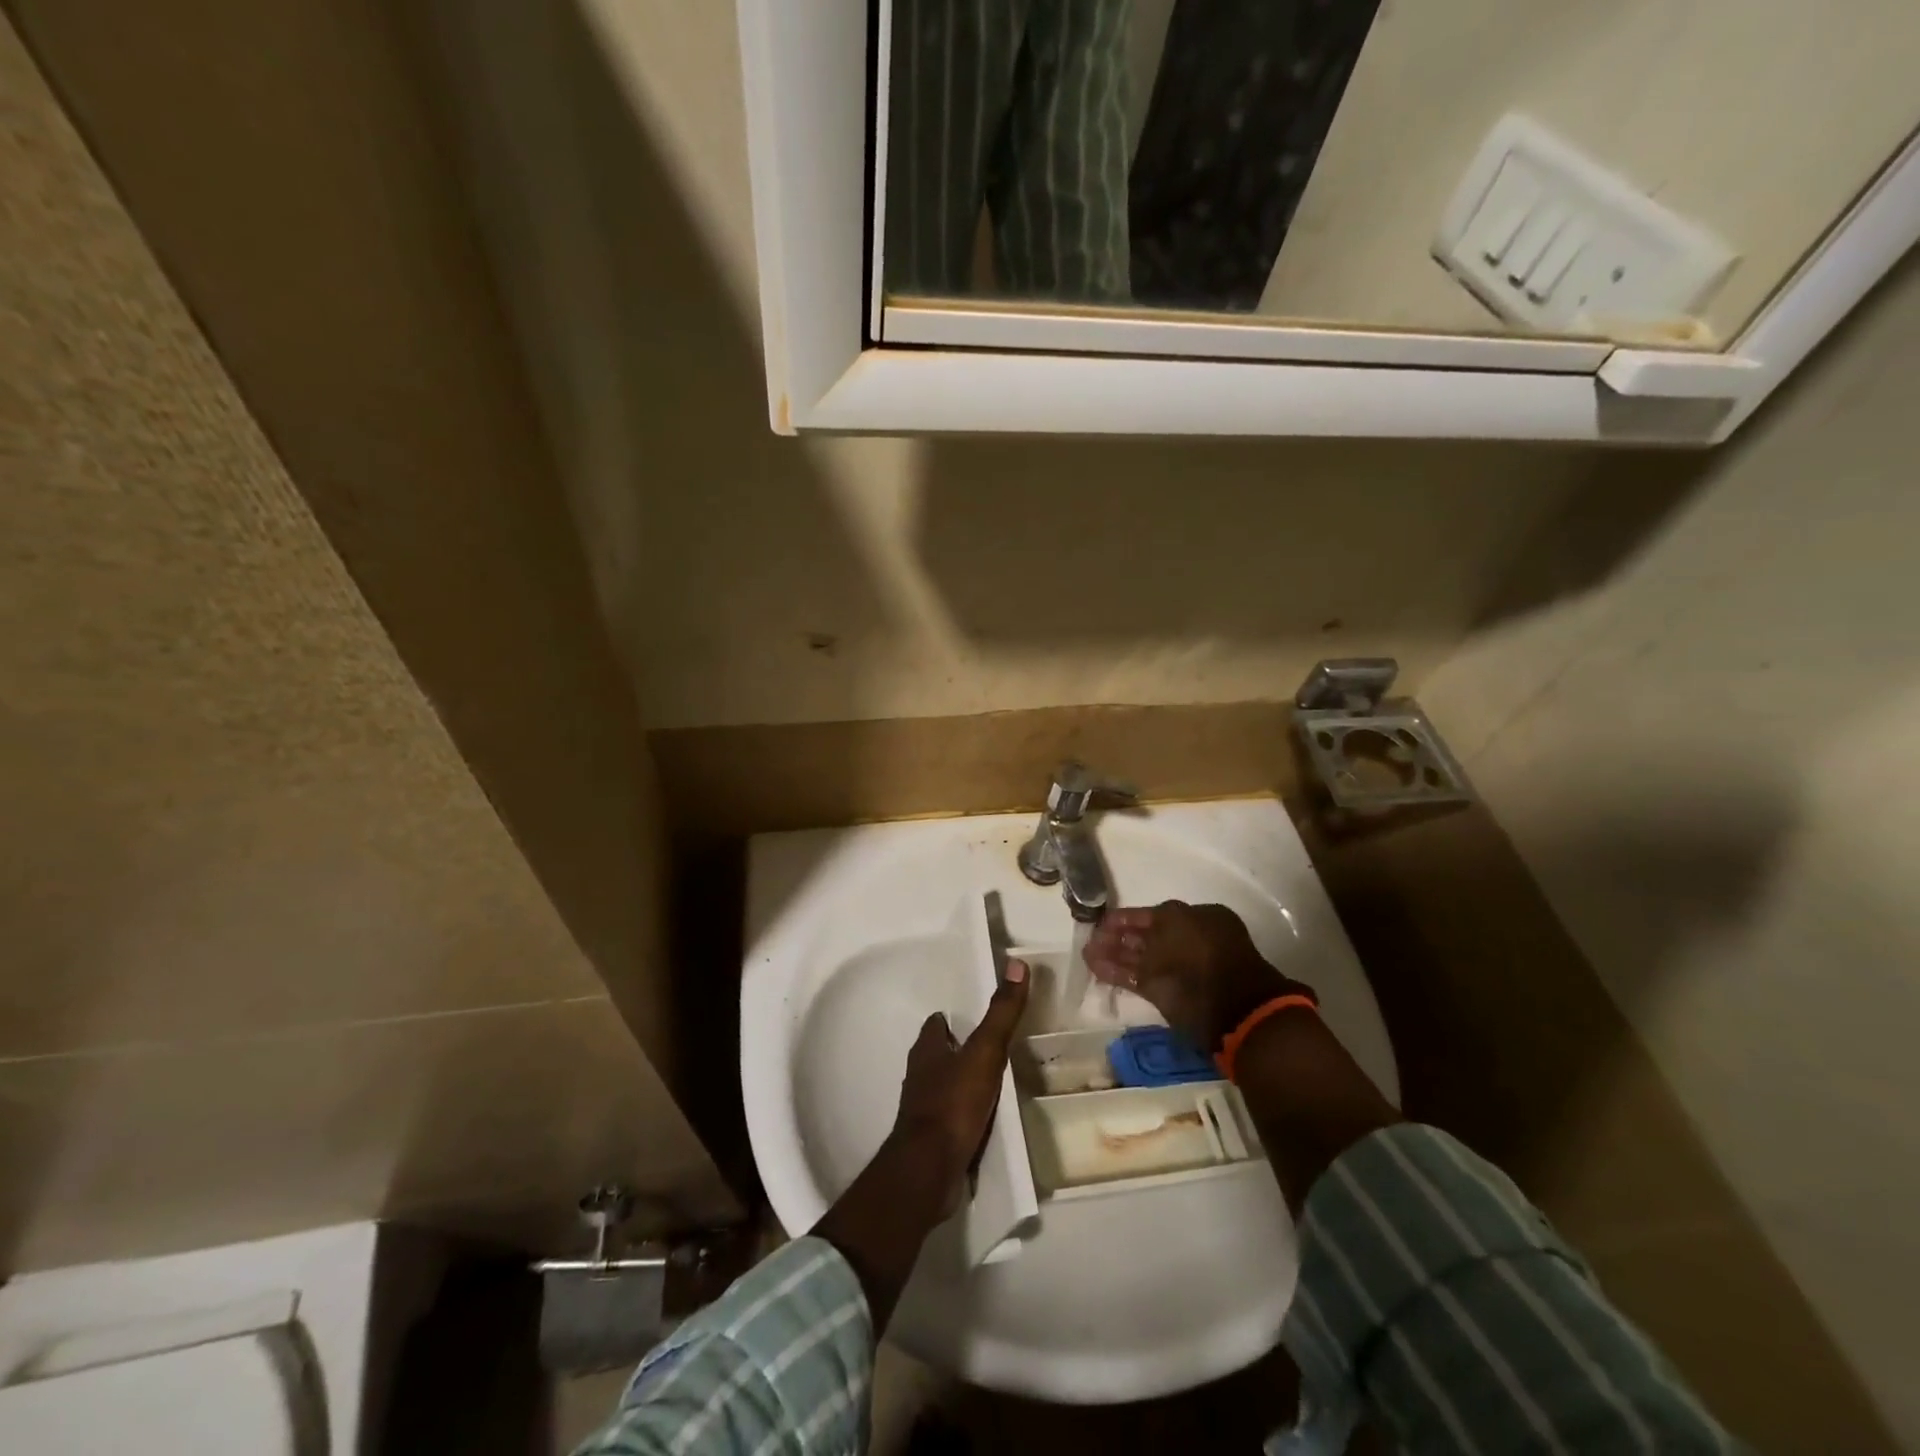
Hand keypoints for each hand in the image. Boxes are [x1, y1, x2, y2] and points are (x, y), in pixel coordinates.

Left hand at [814, 959, 1029, 1330]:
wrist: (928, 1170)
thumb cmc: (953, 1103)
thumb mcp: (984, 1052)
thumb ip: (1001, 1012)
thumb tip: (1017, 964)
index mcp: (927, 1049)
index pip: (936, 1025)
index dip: (952, 1019)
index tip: (973, 1017)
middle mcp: (919, 1075)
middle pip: (937, 1055)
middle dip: (957, 1050)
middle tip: (988, 1048)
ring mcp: (922, 1110)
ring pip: (942, 1086)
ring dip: (960, 1082)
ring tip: (989, 1082)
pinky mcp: (930, 1139)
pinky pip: (949, 1118)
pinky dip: (963, 1114)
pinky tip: (982, 1119)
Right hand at [1083, 902, 1313, 1052]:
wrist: (1234, 1009)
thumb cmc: (1205, 954)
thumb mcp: (1174, 922)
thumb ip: (1149, 923)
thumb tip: (1131, 927)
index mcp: (1196, 919)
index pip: (1153, 914)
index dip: (1126, 918)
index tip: (1101, 921)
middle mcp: (1186, 942)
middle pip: (1145, 936)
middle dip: (1116, 937)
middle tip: (1090, 938)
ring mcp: (1176, 970)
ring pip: (1138, 958)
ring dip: (1112, 955)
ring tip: (1087, 955)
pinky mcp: (1166, 995)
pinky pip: (1137, 978)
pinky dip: (1117, 973)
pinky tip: (1096, 968)